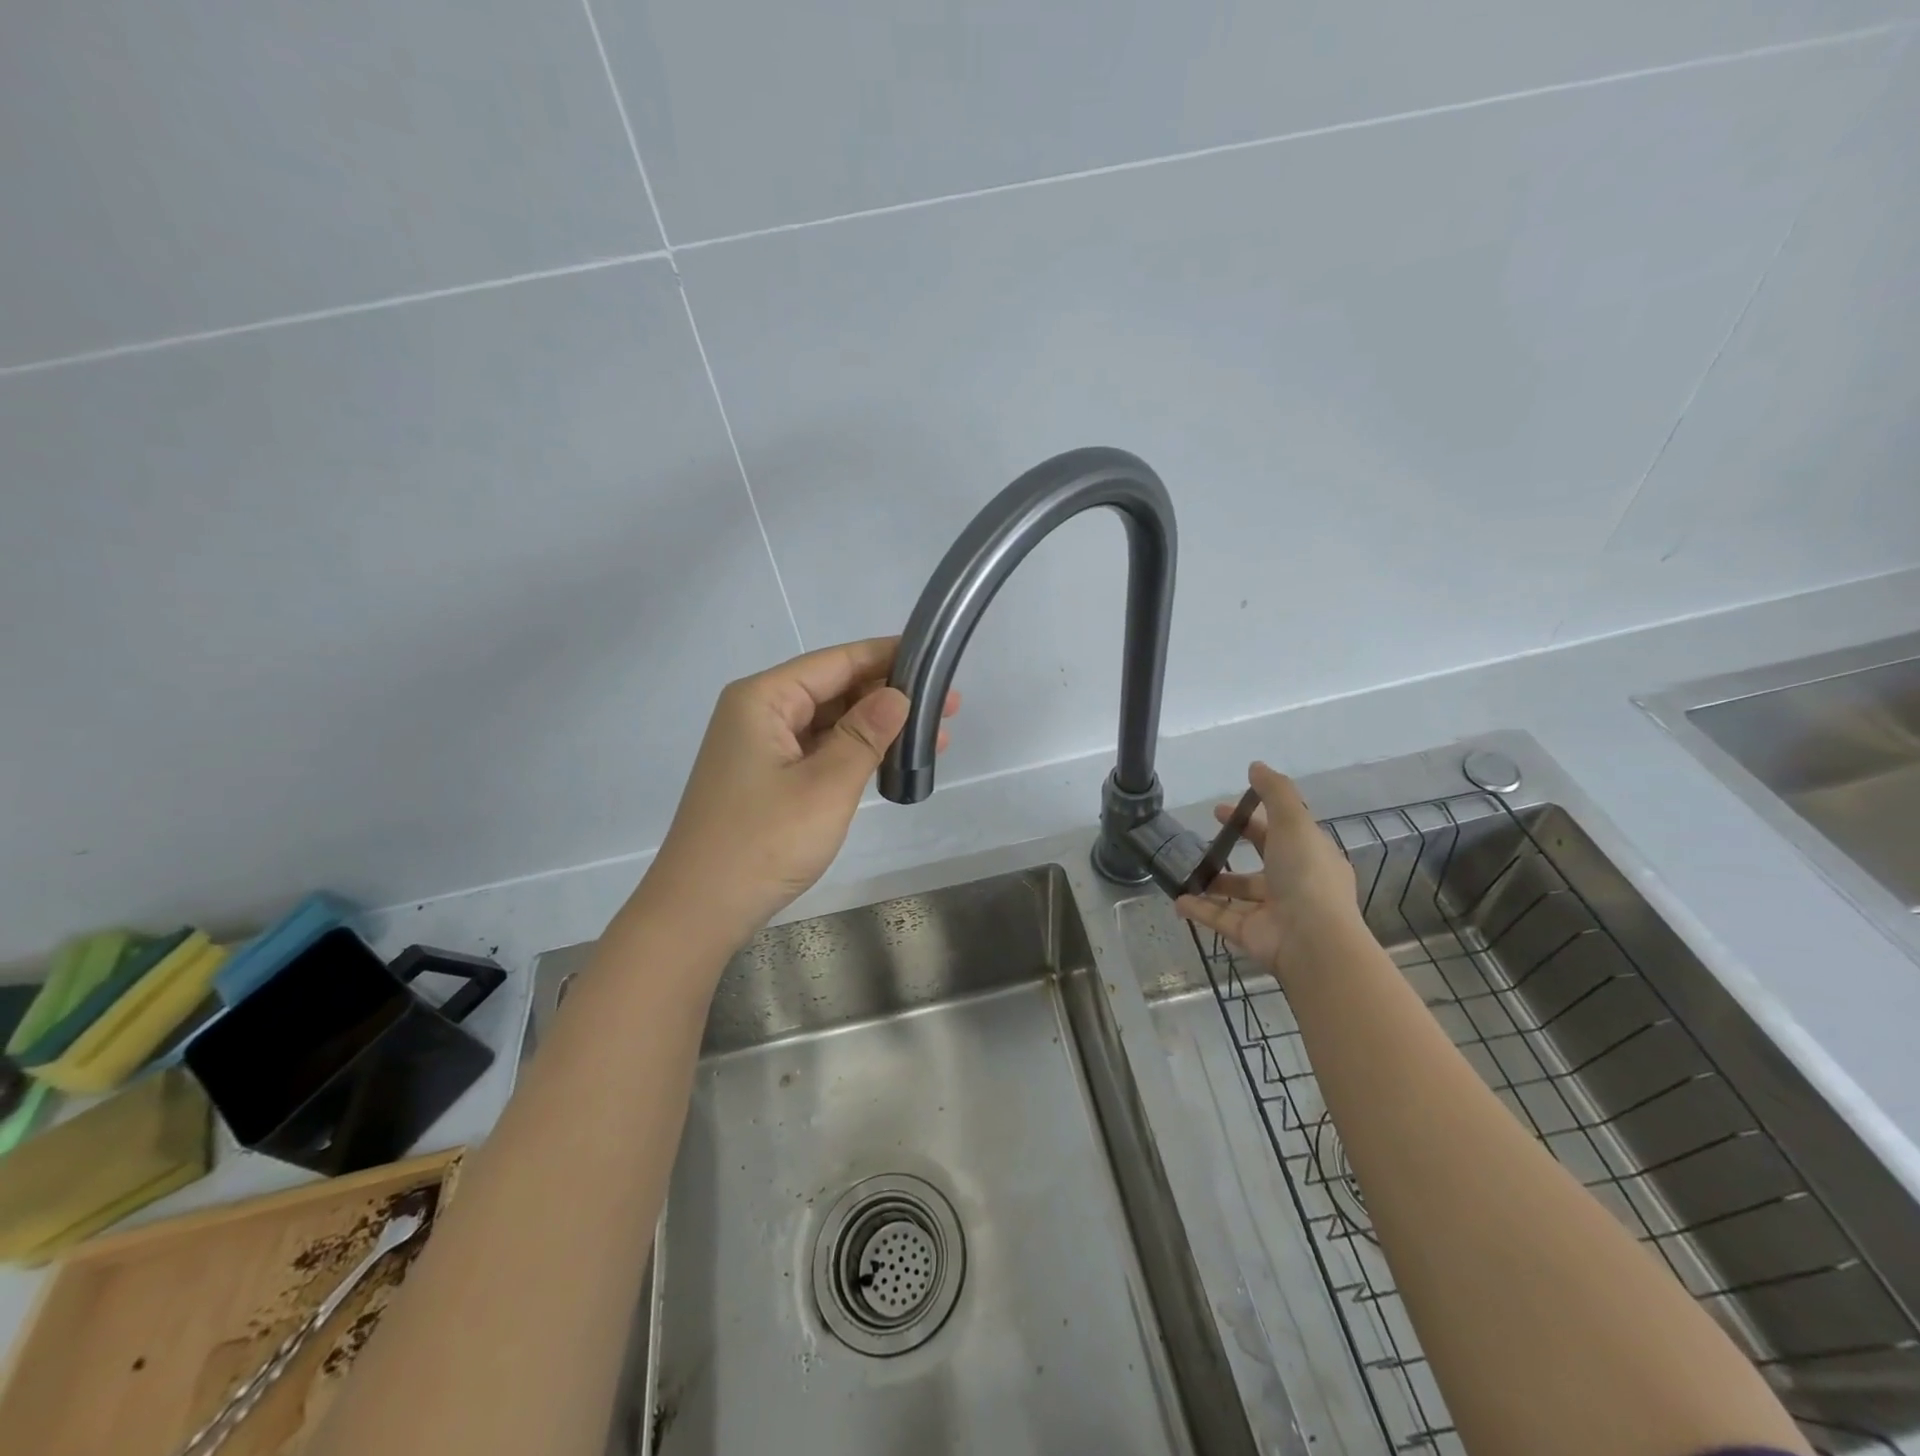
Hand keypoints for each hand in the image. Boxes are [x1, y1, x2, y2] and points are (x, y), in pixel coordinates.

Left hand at [636, 637, 957, 955]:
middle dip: (889, 695)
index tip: (936, 658)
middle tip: (948, 706)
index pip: (836, 661)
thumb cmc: (763, 842)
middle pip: (834, 688)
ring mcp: (761, 747)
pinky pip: (819, 750)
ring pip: (830, 721)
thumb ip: (866, 734)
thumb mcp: (826, 785)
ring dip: (877, 727)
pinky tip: (892, 759)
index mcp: (764, 699)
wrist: (700, 910)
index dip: (888, 656)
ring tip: (934, 734)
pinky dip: (855, 752)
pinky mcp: (767, 778)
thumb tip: (899, 694)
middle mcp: (759, 712)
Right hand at [1174, 762, 1357, 969]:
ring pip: (1238, 895)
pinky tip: (1177, 900)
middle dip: (1231, 850)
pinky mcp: (1252, 935)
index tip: (1221, 810)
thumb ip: (1275, 792)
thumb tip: (1255, 765)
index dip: (1252, 819)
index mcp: (1310, 858)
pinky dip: (1199, 910)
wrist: (1312, 940)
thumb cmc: (1306, 874)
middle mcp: (1294, 885)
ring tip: (1185, 871)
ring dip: (1212, 884)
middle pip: (1258, 864)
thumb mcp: (1294, 822)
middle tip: (1201, 838)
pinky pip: (1221, 919)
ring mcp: (1272, 913)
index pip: (1280, 833)